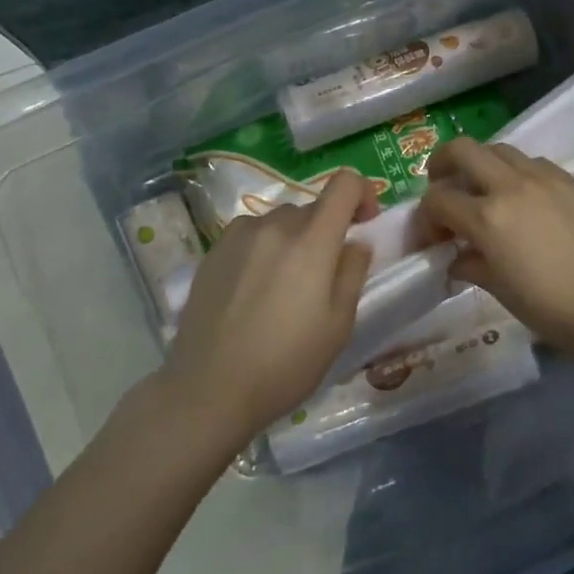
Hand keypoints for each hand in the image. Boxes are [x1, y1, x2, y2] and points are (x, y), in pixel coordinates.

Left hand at [165, 170, 378, 439]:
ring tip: (284, 285)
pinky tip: (253, 288)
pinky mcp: (214, 251)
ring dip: (293, 240)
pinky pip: (250, 234)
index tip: (365, 223)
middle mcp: (275, 226)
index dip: (362, 193)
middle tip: (323, 276)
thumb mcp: (338, 326)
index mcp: (312, 241)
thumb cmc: (285, 363)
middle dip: (327, 231)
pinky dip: (262, 248)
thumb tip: (356, 242)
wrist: (209, 389)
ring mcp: (239, 235)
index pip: (344, 184)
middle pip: (312, 208)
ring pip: (280, 221)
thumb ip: (353, 273)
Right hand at [421, 137, 573, 352]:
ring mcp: (544, 178)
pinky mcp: (571, 180)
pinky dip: (517, 172)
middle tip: (442, 185)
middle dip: (442, 163)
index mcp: (487, 217)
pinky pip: (533, 162)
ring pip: (499, 149)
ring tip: (485, 190)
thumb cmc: (552, 308)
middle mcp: (511, 186)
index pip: (438, 199)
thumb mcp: (501, 290)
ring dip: (482, 164)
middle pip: (462, 150)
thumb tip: (457, 257)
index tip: (432, 236)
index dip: (426, 217)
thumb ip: (472, 265)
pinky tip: (525, 198)